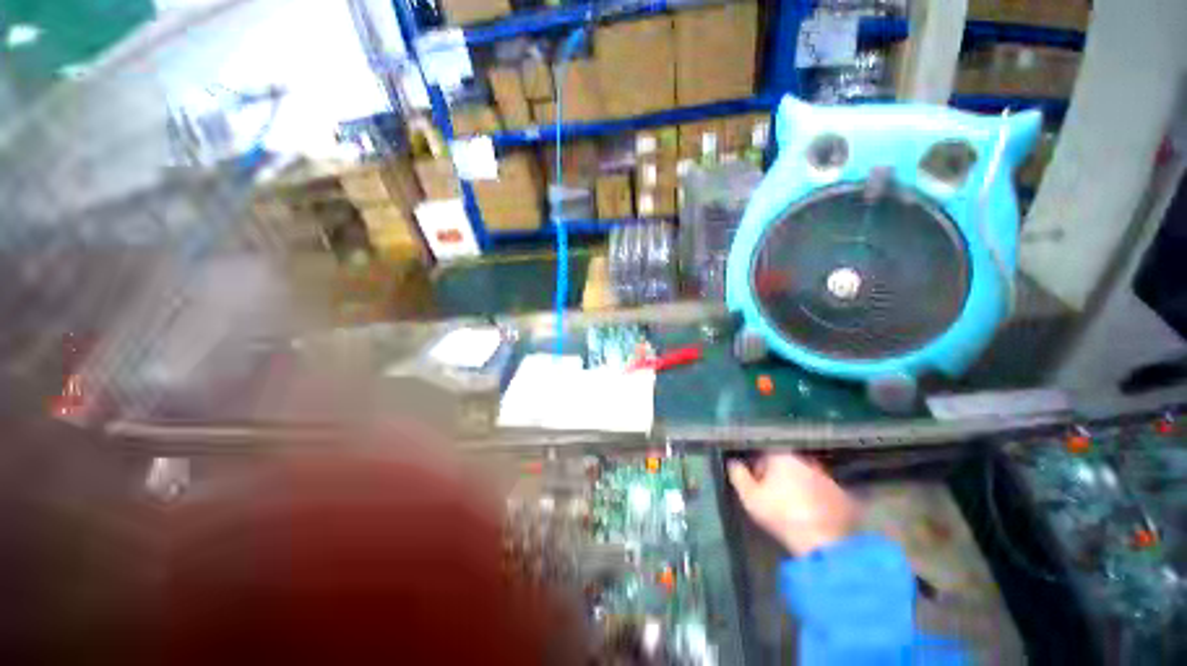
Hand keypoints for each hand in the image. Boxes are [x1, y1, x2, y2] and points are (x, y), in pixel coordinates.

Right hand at [728, 453, 858, 555]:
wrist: (824, 544)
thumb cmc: (781, 515)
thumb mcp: (749, 497)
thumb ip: (738, 474)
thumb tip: (733, 462)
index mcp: (781, 455)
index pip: (762, 453)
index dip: (756, 467)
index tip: (754, 482)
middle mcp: (806, 460)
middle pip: (785, 463)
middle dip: (778, 475)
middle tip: (772, 494)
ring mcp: (827, 476)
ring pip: (805, 476)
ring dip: (798, 485)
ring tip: (793, 505)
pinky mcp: (843, 494)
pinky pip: (823, 491)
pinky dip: (816, 498)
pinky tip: (811, 513)